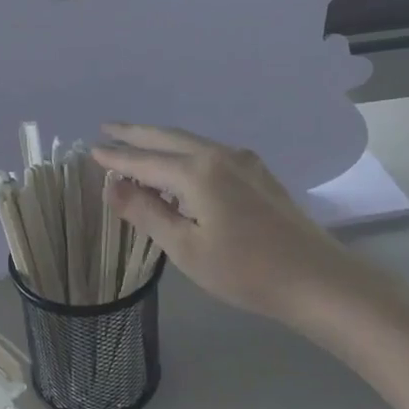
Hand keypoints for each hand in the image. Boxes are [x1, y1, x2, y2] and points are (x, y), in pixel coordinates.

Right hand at [93, 125, 368, 328]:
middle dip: (136, 134)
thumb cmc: (245, 270)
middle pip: (169, 138)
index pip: (145, 160)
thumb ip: (147, 212)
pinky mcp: (259, 176)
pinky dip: (185, 154)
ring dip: (161, 142)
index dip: (116, 157)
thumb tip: (112, 185)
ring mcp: (244, 163)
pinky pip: (210, 155)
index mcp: (198, 172)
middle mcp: (220, 156)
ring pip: (192, 143)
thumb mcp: (186, 248)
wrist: (317, 279)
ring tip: (137, 146)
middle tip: (108, 128)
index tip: (91, 149)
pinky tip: (181, 168)